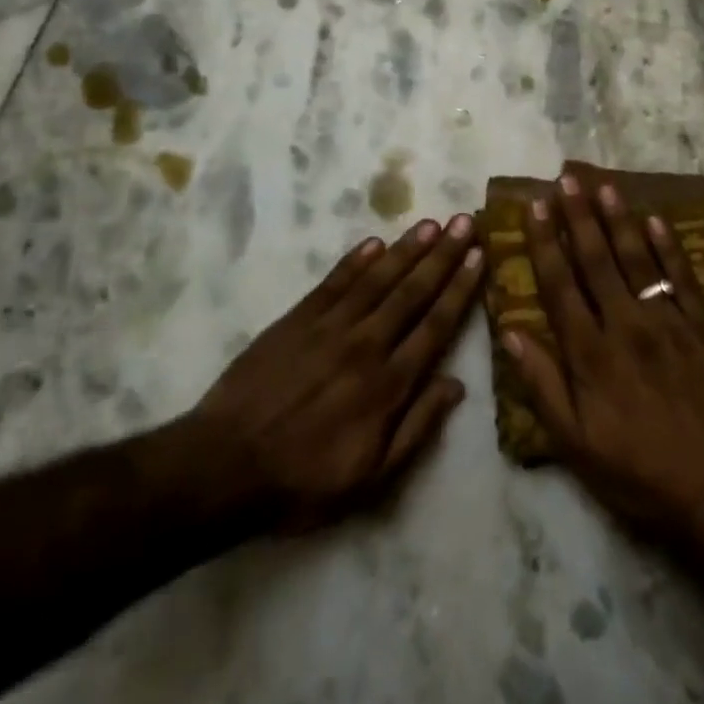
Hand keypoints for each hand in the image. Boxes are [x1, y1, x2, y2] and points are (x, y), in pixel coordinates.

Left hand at [173, 216, 482, 534]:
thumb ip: (417, 428)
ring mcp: (328, 328)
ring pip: (377, 279)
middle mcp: (365, 345)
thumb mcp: (371, 478)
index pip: (435, 325)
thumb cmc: (303, 481)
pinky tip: (375, 242)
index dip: (460, 289)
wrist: (224, 468)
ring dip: (406, 249)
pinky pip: (333, 283)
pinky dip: (355, 261)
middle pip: (411, 292)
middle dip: (442, 255)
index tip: (479, 256)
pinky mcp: (296, 320)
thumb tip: (456, 385)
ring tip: (431, 223)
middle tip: (465, 221)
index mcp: (388, 384)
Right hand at [503, 174, 703, 554]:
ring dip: (620, 221)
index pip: (560, 284)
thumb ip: (542, 385)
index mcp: (591, 353)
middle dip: (579, 218)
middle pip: (597, 261)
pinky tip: (657, 221)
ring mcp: (669, 323)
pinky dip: (670, 248)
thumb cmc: (638, 472)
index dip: (545, 243)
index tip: (535, 207)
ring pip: (639, 260)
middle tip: (567, 180)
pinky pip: (684, 279)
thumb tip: (510, 332)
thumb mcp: (575, 444)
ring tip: (605, 187)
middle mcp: (626, 325)